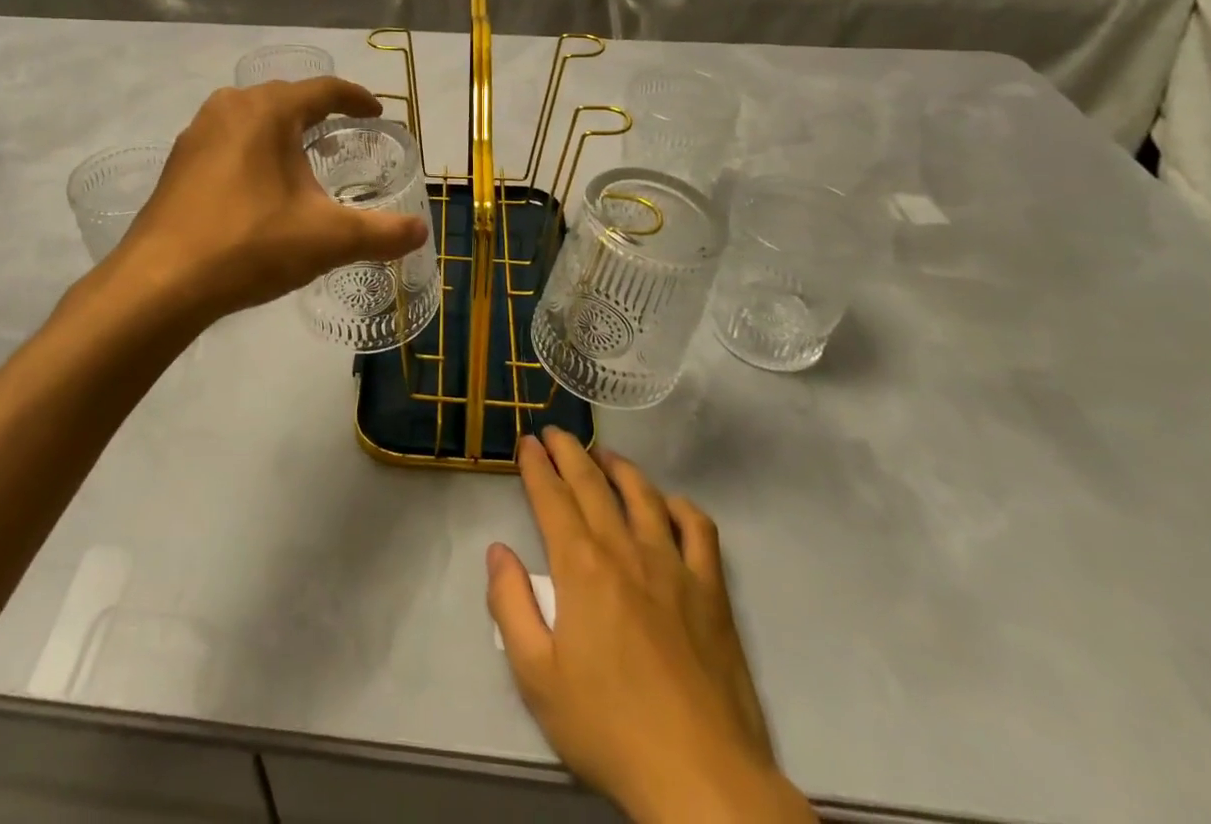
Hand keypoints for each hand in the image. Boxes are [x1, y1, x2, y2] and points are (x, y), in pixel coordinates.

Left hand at [109, 78, 429, 324]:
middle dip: (318, 112)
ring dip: (282, 130)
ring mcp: (197, 134)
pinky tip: (259, 185)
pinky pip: (227, 141)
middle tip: (343, 134)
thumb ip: (380, 233)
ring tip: (304, 157)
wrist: (161, 283)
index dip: (356, 98)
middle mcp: (229, 108)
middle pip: (285, 98)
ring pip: (252, 118)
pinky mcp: (178, 163)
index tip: (376, 112)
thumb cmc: (250, 244)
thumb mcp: (327, 239)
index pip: (323, 90)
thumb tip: (420, 231)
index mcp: (268, 110)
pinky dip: (253, 150)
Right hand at [487, 431, 813, 823]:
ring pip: (643, 494)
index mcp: (581, 567)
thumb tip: (498, 551)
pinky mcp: (711, 590)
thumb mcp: (536, 677)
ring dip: (618, 467)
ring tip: (603, 455)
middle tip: (555, 433)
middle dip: (569, 452)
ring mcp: (673, 566)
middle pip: (592, 484)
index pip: (552, 498)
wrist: (701, 778)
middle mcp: (625, 550)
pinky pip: (698, 529)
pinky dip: (680, 506)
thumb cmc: (609, 729)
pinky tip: (668, 504)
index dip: (537, 466)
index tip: (527, 443)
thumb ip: (510, 605)